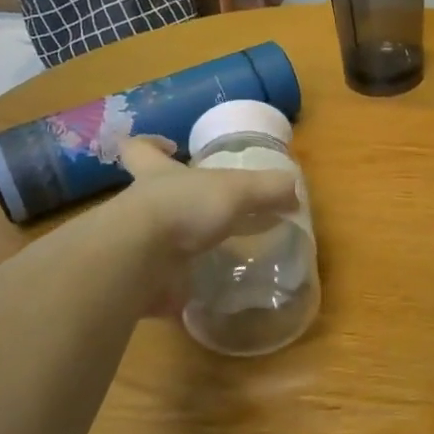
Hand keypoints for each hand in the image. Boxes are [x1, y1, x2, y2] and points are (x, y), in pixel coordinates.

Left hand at [88, 135, 298, 316]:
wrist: (140, 261)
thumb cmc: (184, 208)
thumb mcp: (237, 190)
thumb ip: (268, 189)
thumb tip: (295, 191)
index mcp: (158, 175)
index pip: (142, 149)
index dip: (151, 144)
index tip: (169, 145)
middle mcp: (142, 207)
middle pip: (151, 196)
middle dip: (176, 201)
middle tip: (209, 208)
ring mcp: (138, 245)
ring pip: (158, 240)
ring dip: (183, 246)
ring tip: (219, 252)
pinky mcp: (140, 282)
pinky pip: (164, 284)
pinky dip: (183, 288)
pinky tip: (210, 289)